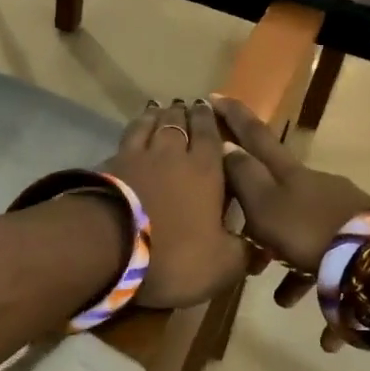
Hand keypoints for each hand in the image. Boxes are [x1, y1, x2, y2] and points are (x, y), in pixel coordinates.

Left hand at [104, 100, 249, 309]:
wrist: (109, 247)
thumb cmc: (174, 254)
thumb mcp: (220, 265)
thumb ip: (243, 254)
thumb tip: (261, 250)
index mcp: (205, 171)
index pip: (210, 135)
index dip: (210, 120)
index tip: (209, 107)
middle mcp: (172, 155)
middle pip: (178, 123)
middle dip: (184, 113)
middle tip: (185, 105)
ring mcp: (136, 156)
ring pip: (149, 126)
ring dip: (156, 116)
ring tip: (158, 109)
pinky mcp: (108, 166)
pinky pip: (125, 140)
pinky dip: (132, 131)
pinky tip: (131, 134)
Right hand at [214, 97, 369, 311]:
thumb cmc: (310, 232)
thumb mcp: (264, 206)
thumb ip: (243, 178)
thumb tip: (227, 150)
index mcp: (290, 176)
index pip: (255, 137)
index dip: (234, 119)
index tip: (216, 97)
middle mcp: (317, 189)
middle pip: (280, 197)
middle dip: (261, 222)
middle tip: (250, 252)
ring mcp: (343, 215)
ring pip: (306, 237)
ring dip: (293, 267)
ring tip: (285, 299)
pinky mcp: (363, 243)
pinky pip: (336, 269)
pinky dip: (327, 293)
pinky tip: (329, 334)